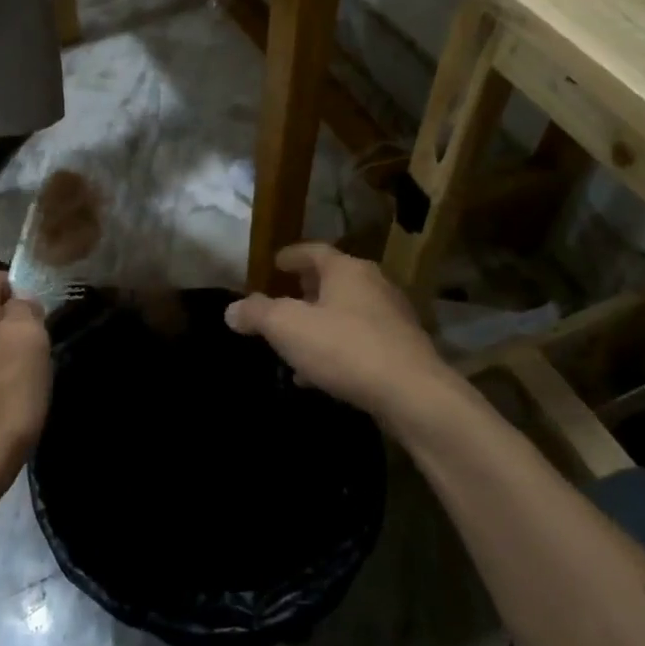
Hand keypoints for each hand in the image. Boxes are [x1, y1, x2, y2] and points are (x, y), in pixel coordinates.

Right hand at [225, 243, 454, 434]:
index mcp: (347, 270)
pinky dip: (338, 347)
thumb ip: (257, 314)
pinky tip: (321, 373)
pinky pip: (361, 340)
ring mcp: (393, 318)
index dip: (291, 256)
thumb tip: (232, 310)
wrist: (412, 395)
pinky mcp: (403, 350)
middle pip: (334, 279)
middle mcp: (374, 285)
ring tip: (296, 342)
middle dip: (306, 289)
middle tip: (284, 298)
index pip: (314, 251)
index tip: (274, 264)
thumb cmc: (345, 348)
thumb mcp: (287, 327)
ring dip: (321, 322)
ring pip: (347, 312)